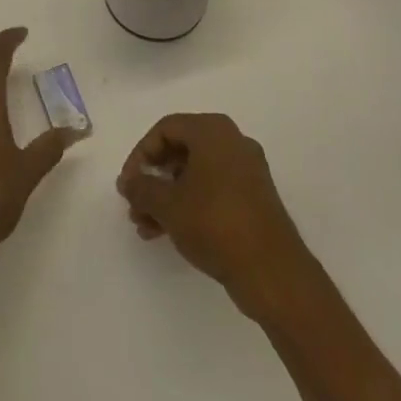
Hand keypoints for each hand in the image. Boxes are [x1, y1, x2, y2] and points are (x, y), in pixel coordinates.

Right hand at [117, 113, 313, 321]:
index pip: (165, 129)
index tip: (128, 184)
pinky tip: (168, 232)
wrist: (272, 271)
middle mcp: (233, 142)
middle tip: (135, 205)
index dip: (140, 154)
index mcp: (213, 131)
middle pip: (180, 150)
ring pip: (195, 174)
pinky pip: (212, 190)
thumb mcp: (167, 204)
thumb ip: (141, 188)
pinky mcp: (254, 198)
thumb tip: (129, 182)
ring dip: (167, 196)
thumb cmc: (214, 223)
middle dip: (153, 179)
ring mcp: (247, 171)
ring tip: (146, 226)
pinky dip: (189, 204)